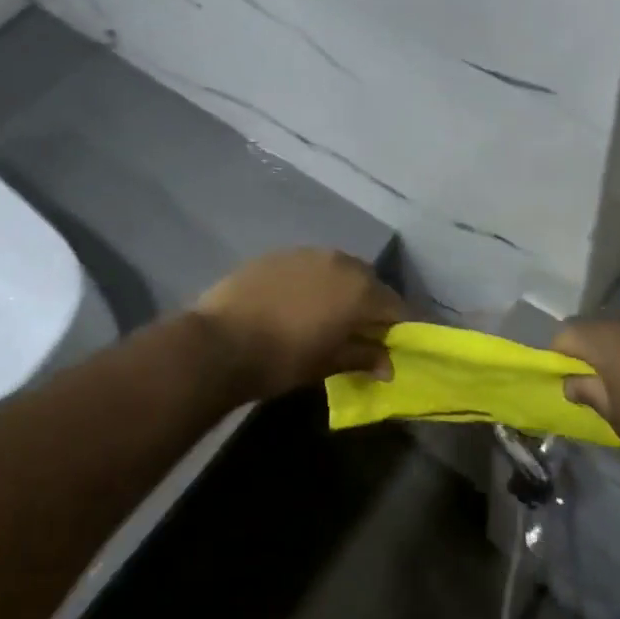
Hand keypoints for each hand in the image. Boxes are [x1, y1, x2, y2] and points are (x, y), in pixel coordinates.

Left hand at [191, 248, 401, 399]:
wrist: (220, 342)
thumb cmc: (283, 358)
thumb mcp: (328, 363)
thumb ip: (363, 357)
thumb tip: (388, 365)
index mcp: (360, 289)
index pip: (396, 306)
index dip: (399, 327)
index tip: (396, 345)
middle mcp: (341, 261)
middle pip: (368, 282)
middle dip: (371, 305)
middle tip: (362, 332)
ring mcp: (308, 253)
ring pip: (338, 269)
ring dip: (341, 289)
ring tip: (328, 316)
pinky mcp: (279, 253)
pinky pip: (309, 266)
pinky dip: (312, 282)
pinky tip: (297, 303)